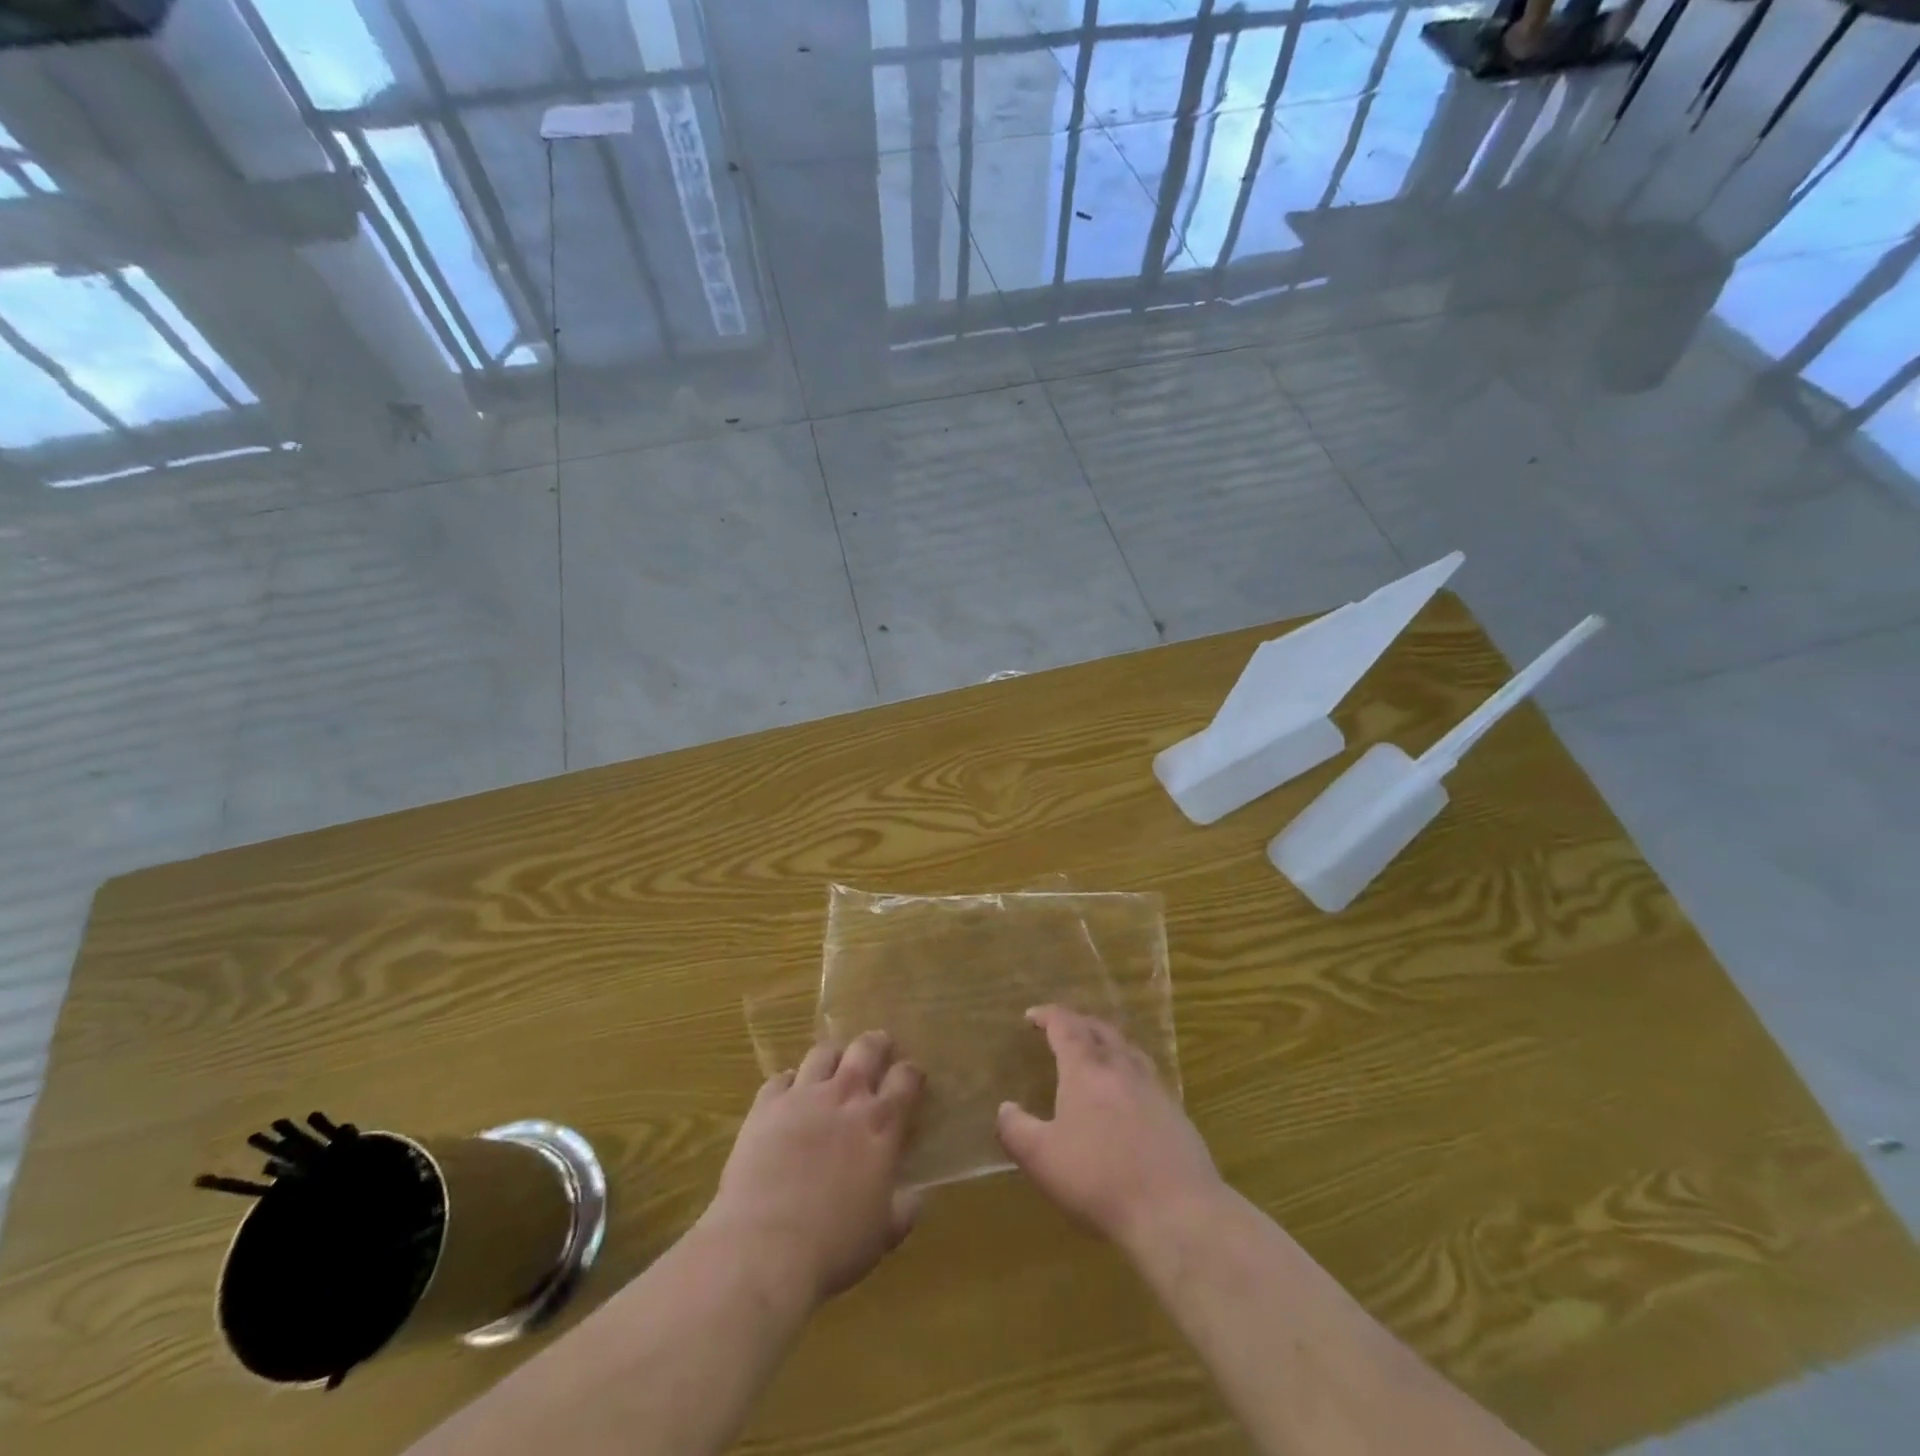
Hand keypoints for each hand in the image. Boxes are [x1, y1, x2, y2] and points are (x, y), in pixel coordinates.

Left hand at [702, 1031, 924, 1307]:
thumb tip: (916, 1197)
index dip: (911, 1073)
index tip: (911, 1079)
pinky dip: (788, 1083)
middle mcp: (846, 1097)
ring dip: (833, 1057)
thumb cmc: (834, 1246)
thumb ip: (904, 1209)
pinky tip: (788, 1097)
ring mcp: (803, 1096)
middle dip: (877, 1044)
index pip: (906, 1078)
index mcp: (882, 1124)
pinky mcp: (765, 1106)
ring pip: (823, 1053)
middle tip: (879, 1050)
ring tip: (833, 1069)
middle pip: (866, 1048)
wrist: (763, 1248)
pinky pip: (780, 1078)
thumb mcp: (883, 1235)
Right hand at [996, 1006, 1223, 1254]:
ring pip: (1127, 1048)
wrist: (1177, 1212)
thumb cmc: (1099, 1180)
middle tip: (1061, 1029)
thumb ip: (1016, 1130)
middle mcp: (1120, 1066)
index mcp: (1086, 1068)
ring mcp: (1153, 1087)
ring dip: (1106, 1041)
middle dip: (1077, 1022)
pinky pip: (1146, 1074)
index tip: (1031, 1015)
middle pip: (1099, 1028)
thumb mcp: (1041, 1159)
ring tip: (1095, 1052)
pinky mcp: (1175, 1112)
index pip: (1064, 1025)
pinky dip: (1128, 1069)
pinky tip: (1127, 1093)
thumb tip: (1005, 1108)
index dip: (1047, 1016)